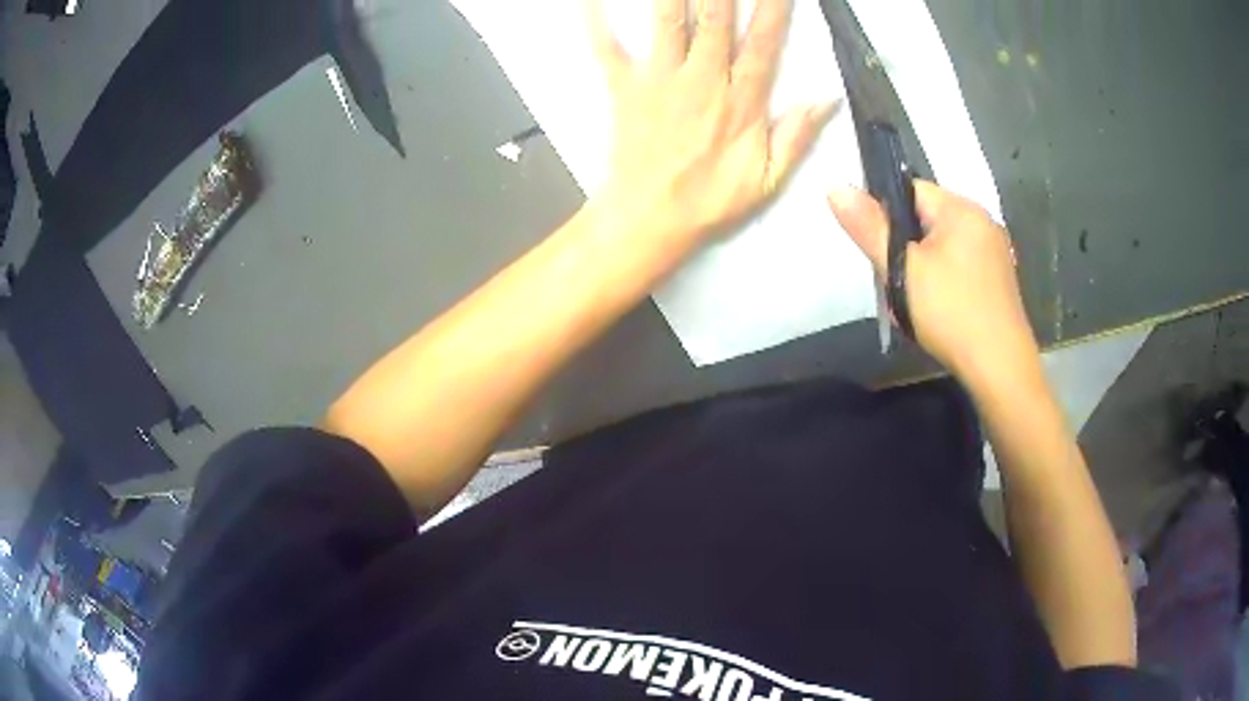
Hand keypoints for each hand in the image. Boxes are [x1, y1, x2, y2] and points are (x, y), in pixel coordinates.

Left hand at [588, 0, 835, 244]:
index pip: (764, 43)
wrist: (649, 219)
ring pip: (668, 24)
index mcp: (740, 102)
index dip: (773, 8)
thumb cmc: (708, 200)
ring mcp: (660, 81)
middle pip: (715, 19)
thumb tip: (826, 98)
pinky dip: (596, 22)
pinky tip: (588, 0)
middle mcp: (702, 81)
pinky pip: (607, 49)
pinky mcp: (625, 88)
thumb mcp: (767, 179)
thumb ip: (797, 135)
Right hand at [828, 181, 1038, 383]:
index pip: (911, 190)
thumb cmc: (951, 312)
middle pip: (927, 219)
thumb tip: (835, 187)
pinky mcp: (999, 279)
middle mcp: (982, 221)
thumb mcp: (902, 269)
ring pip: (943, 246)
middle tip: (895, 282)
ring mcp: (995, 251)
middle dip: (905, 246)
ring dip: (923, 267)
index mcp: (961, 208)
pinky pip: (961, 266)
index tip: (878, 250)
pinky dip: (944, 281)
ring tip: (915, 302)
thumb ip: (869, 226)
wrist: (999, 368)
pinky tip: (940, 310)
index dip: (886, 215)